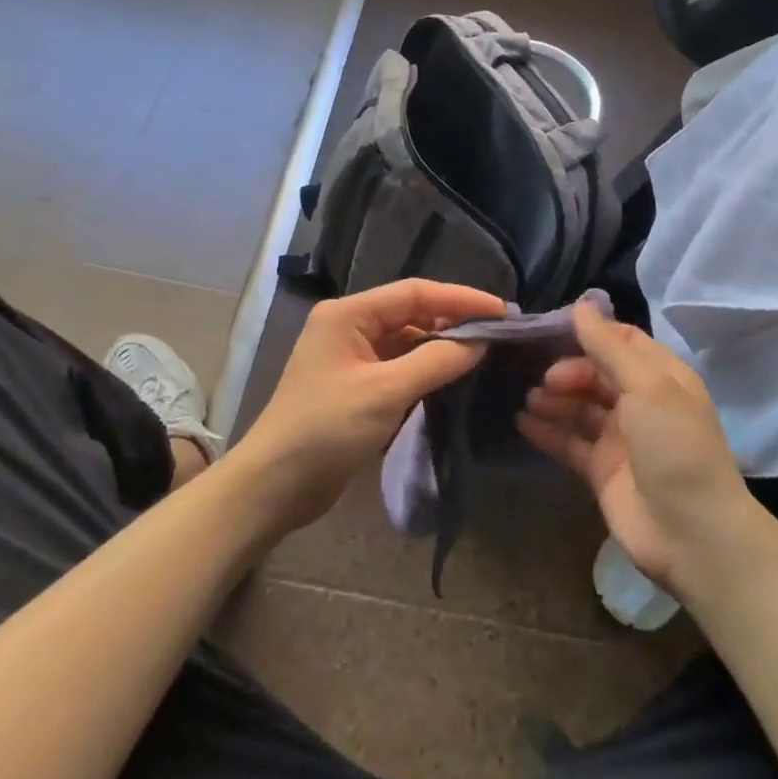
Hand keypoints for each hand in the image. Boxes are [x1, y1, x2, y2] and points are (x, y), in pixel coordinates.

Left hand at [240, 279, 503, 531]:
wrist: (275, 486)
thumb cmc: (326, 429)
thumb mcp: (386, 392)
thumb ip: (436, 361)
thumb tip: (480, 341)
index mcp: (348, 314)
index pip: (414, 293)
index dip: (461, 298)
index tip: (502, 311)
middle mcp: (349, 326)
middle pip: (411, 312)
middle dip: (454, 319)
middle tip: (499, 332)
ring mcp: (351, 356)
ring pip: (407, 339)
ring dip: (441, 344)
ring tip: (484, 351)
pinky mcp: (356, 384)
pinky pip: (399, 364)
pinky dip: (426, 366)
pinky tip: (452, 374)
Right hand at [517, 303, 754, 594]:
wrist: (692, 534)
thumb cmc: (674, 446)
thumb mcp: (647, 386)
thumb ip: (609, 346)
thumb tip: (581, 304)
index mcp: (661, 376)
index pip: (621, 340)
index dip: (589, 333)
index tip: (550, 329)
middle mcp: (641, 402)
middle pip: (596, 372)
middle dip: (568, 370)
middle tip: (545, 380)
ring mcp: (620, 438)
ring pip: (579, 406)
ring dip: (554, 398)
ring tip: (529, 399)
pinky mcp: (601, 470)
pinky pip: (569, 442)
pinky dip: (546, 431)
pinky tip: (520, 421)